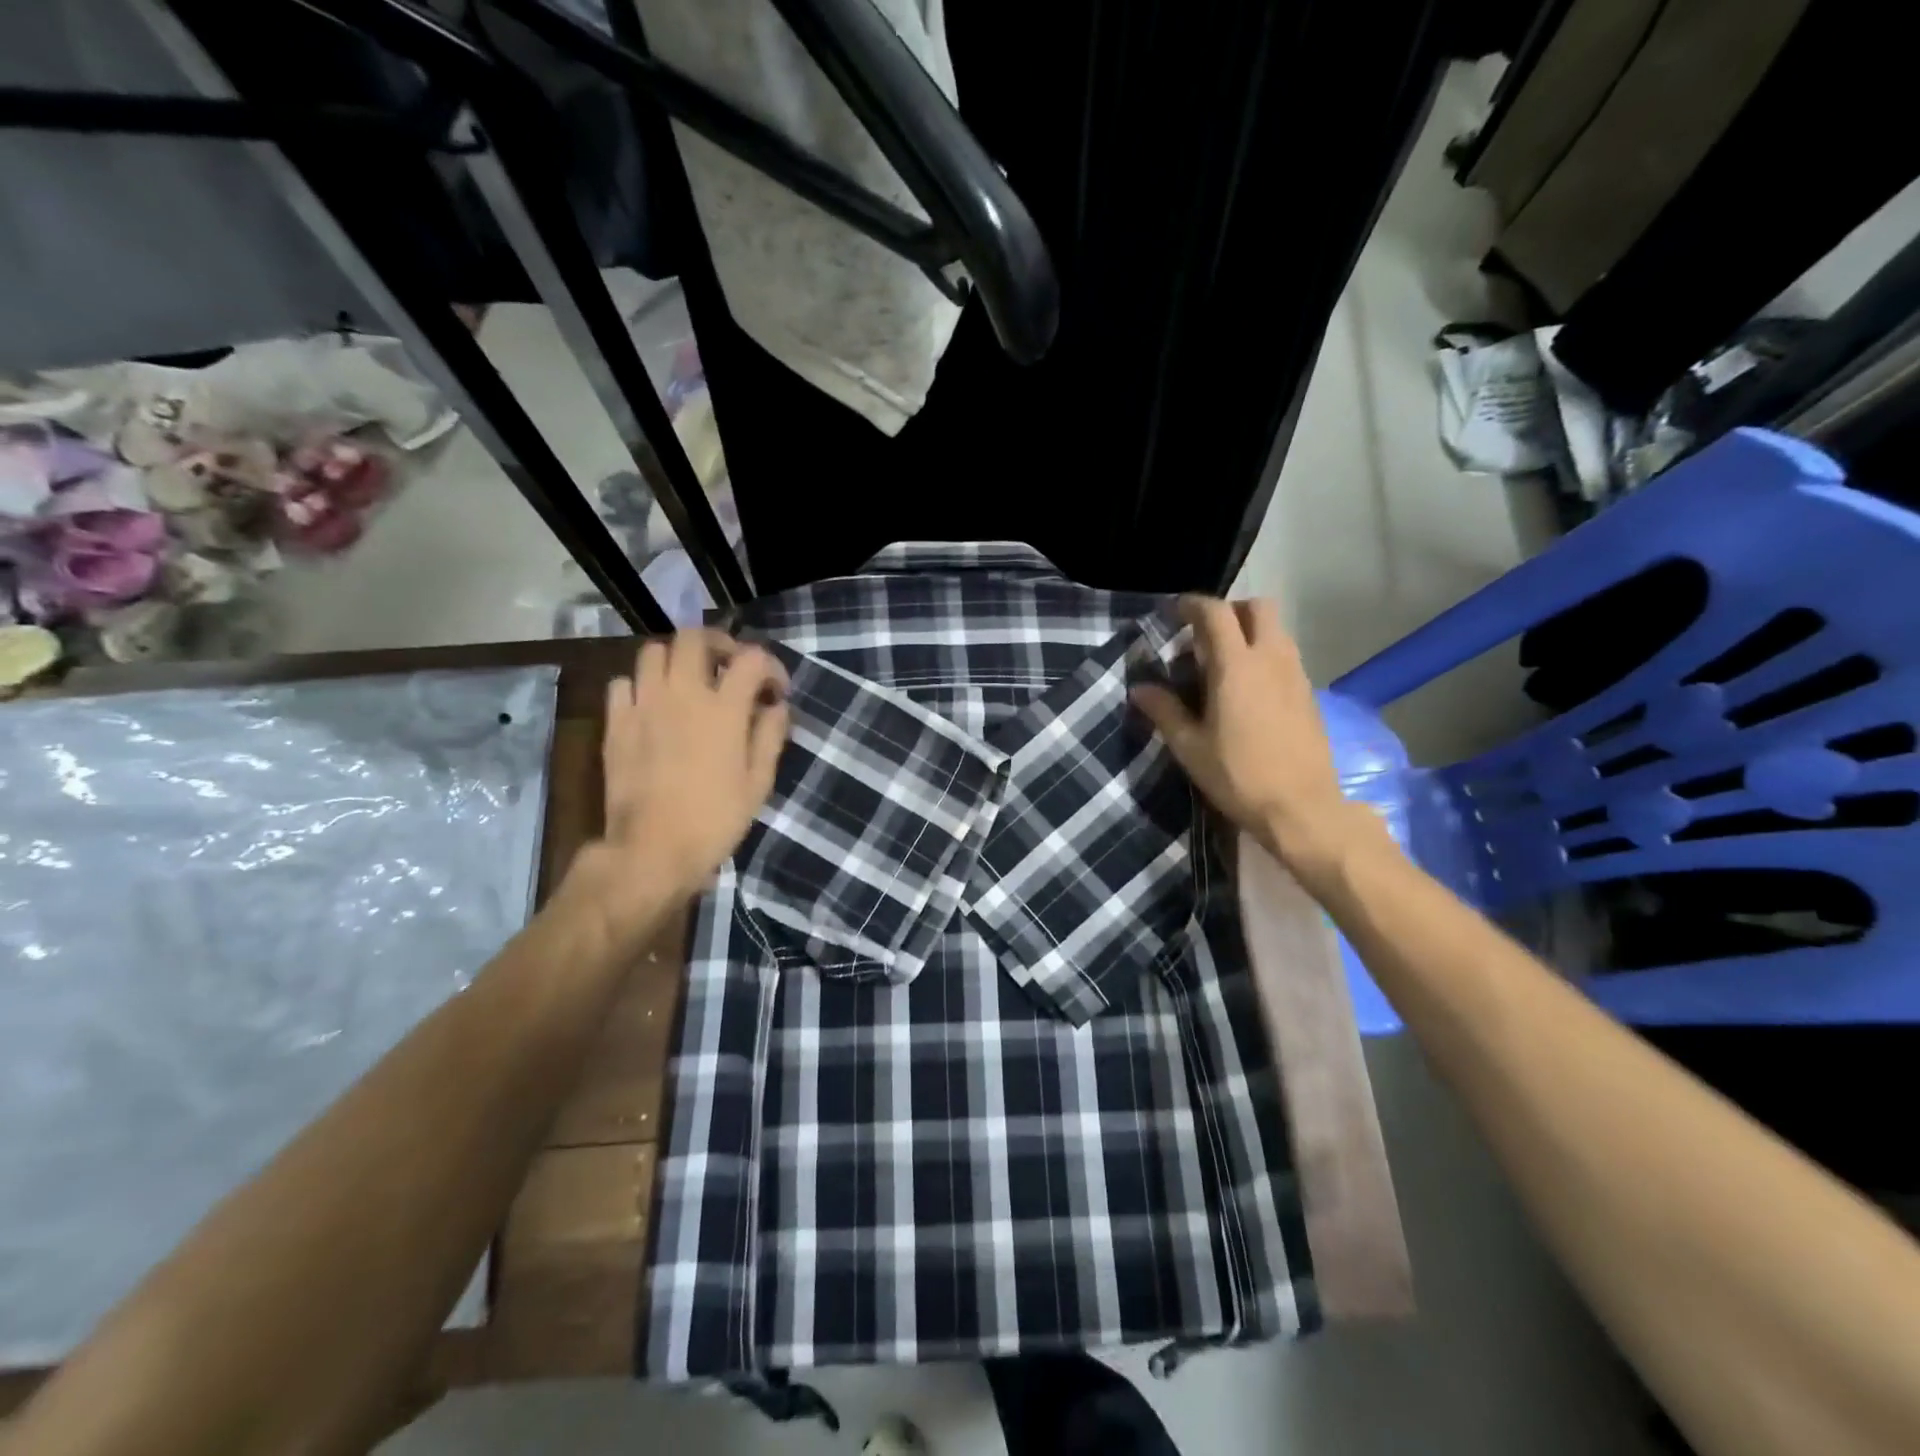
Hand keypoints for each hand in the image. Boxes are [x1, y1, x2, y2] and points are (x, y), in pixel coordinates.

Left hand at [572, 630, 789, 938]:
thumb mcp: (758, 783)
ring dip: (676, 659)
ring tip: (688, 682)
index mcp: (724, 709)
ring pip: (653, 651)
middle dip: (718, 643)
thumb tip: (777, 707)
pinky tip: (652, 706)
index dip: (770, 666)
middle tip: (728, 667)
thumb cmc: (715, 819)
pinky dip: (641, 685)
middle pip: (694, 637)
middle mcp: (682, 694)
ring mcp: (643, 705)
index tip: (775, 690)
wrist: (652, 850)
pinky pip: (623, 683)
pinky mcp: (615, 723)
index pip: (751, 658)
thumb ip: (770, 736)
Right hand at [1131, 597, 1370, 872]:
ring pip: (1276, 630)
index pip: (1216, 613)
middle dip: (1230, 610)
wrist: (1302, 808)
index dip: (1193, 605)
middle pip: (1258, 607)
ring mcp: (1296, 675)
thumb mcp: (1189, 747)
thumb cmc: (1238, 776)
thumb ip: (1164, 711)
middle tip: (1205, 635)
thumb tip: (1139, 688)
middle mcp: (1271, 659)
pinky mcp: (1309, 694)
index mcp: (1236, 666)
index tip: (1175, 612)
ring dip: (1250, 632)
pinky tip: (1249, 691)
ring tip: (1224, 664)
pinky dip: (1265, 656)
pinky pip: (1285, 656)